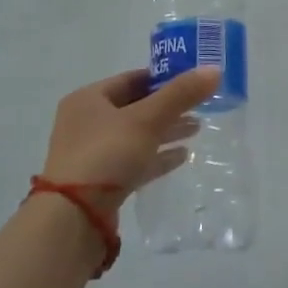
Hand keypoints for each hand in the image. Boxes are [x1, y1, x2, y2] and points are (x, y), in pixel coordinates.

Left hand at [41, 66, 217, 222]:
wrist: (74, 217)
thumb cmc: (107, 153)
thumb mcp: (147, 119)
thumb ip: (180, 94)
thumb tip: (214, 70)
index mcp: (88, 99)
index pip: (131, 79)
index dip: (163, 78)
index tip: (191, 81)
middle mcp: (85, 122)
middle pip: (134, 107)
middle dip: (168, 107)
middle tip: (200, 107)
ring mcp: (91, 154)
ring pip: (135, 135)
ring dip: (165, 132)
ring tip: (196, 130)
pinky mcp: (99, 182)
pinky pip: (133, 161)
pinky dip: (156, 156)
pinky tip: (182, 157)